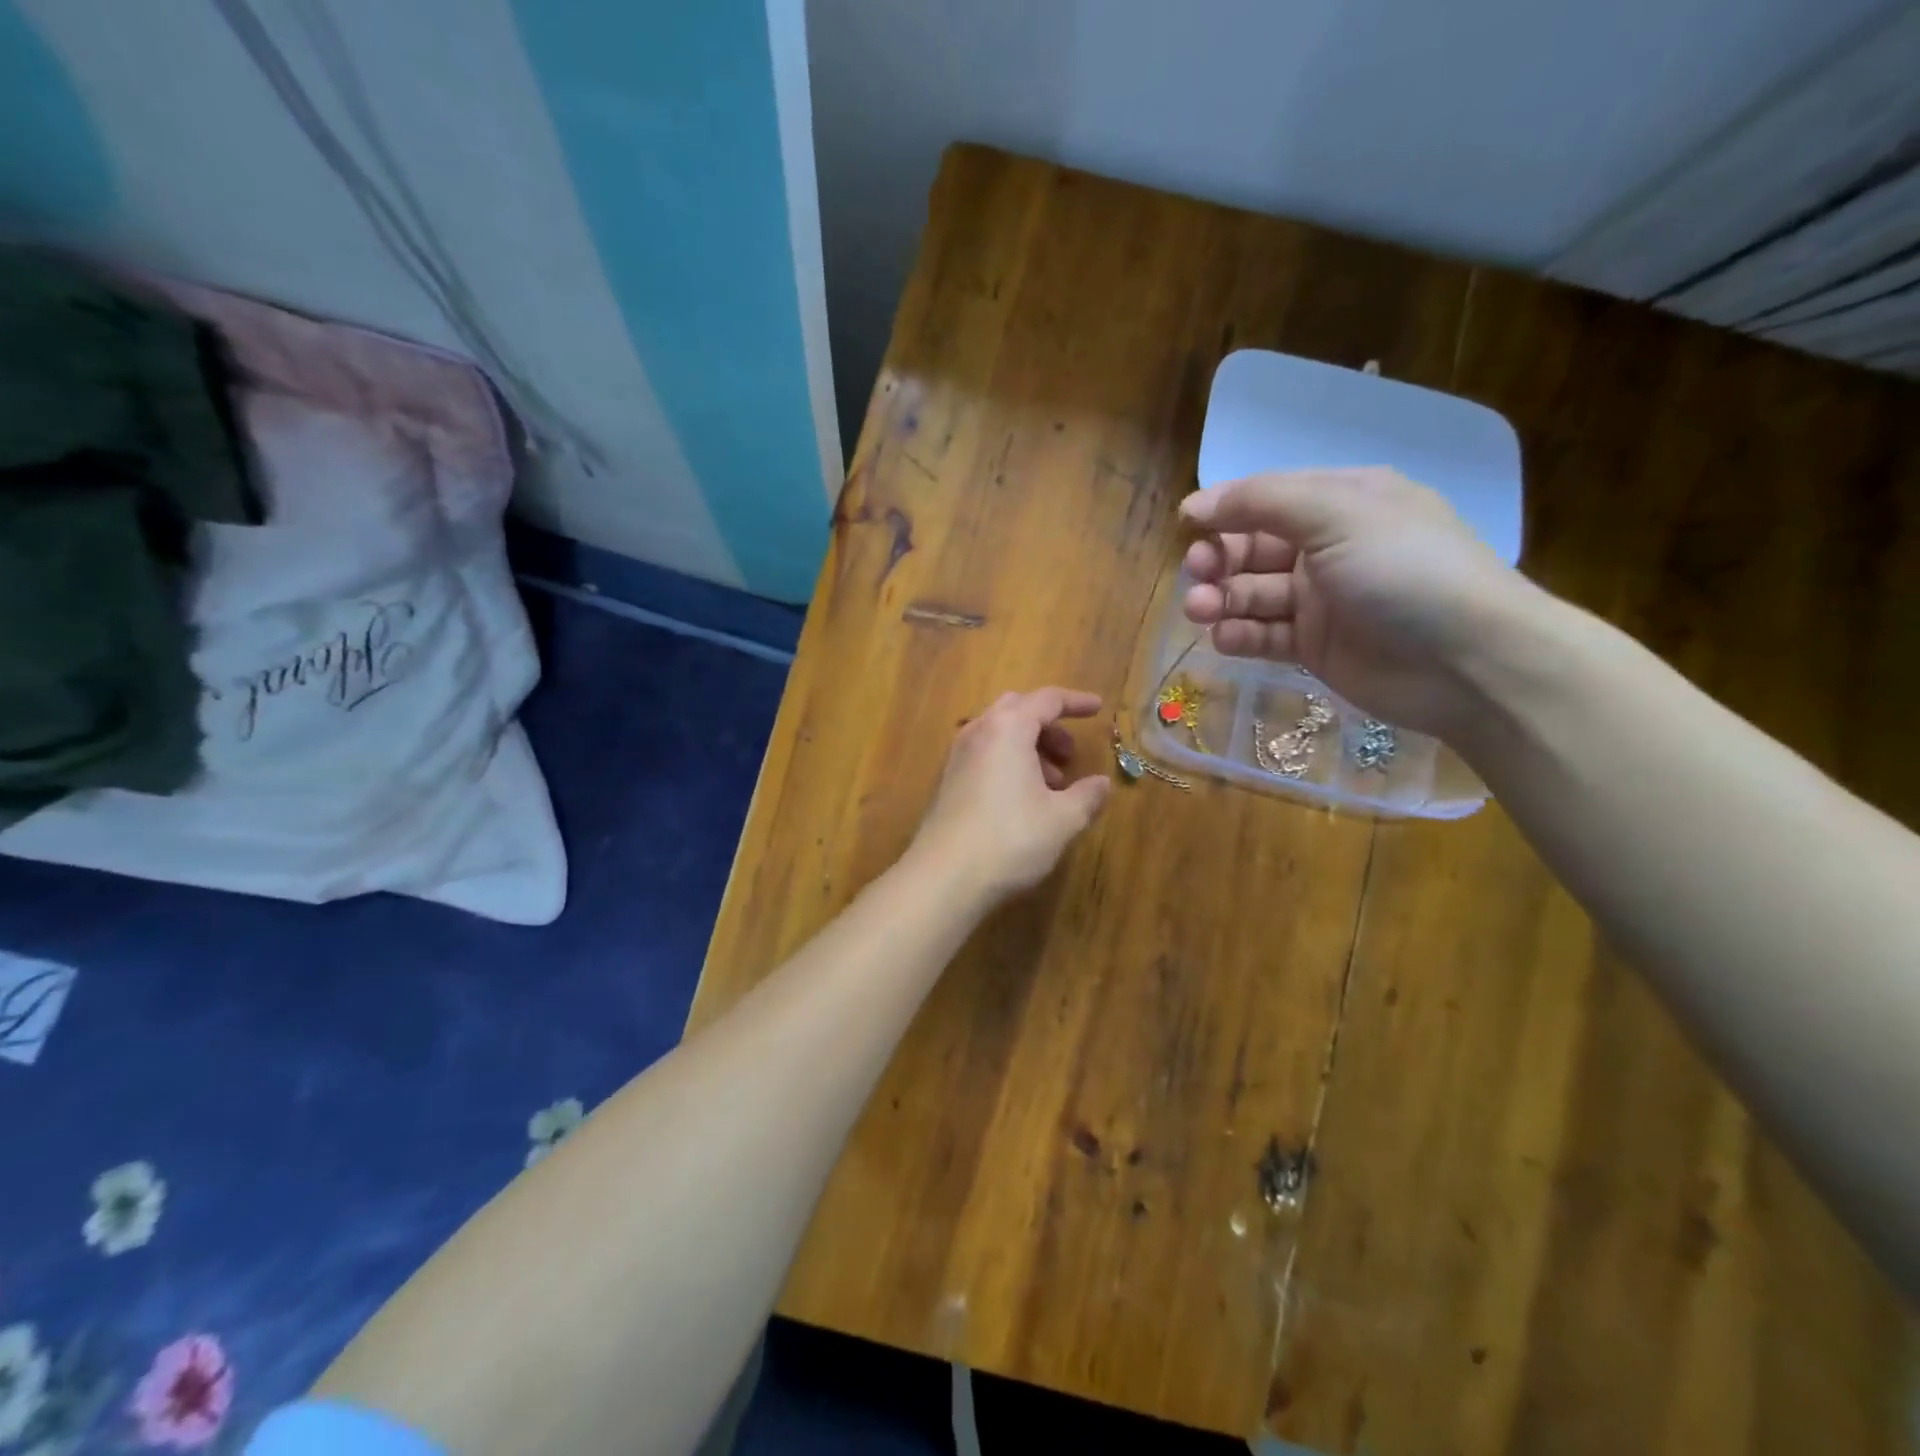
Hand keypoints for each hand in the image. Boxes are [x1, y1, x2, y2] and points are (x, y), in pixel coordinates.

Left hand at [908, 688, 1111, 904]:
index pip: (1046, 699)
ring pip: (998, 735)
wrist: (944, 877)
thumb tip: (1101, 784)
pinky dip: (1008, 763)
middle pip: (1017, 710)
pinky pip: (983, 756)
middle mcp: (977, 733)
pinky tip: (1023, 800)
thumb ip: (1087, 796)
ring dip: (1029, 748)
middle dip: (1048, 726)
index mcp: (1007, 728)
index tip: (1097, 709)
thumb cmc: (1010, 839)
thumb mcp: (1062, 819)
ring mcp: (957, 757)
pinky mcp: (947, 782)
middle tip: (1070, 755)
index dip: (1075, 702)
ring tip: (1053, 786)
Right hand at [1180, 469, 1538, 737]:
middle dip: (1219, 559)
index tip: (1187, 525)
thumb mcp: (1338, 515)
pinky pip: (1264, 635)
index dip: (1226, 509)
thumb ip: (1262, 503)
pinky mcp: (1315, 646)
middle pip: (1254, 547)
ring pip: (1253, 593)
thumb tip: (1195, 503)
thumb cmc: (1406, 571)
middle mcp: (1330, 547)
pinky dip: (1240, 635)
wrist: (1469, 663)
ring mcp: (1322, 600)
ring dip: (1221, 598)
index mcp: (1344, 502)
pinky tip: (1226, 638)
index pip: (1269, 498)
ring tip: (1201, 610)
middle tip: (1198, 576)